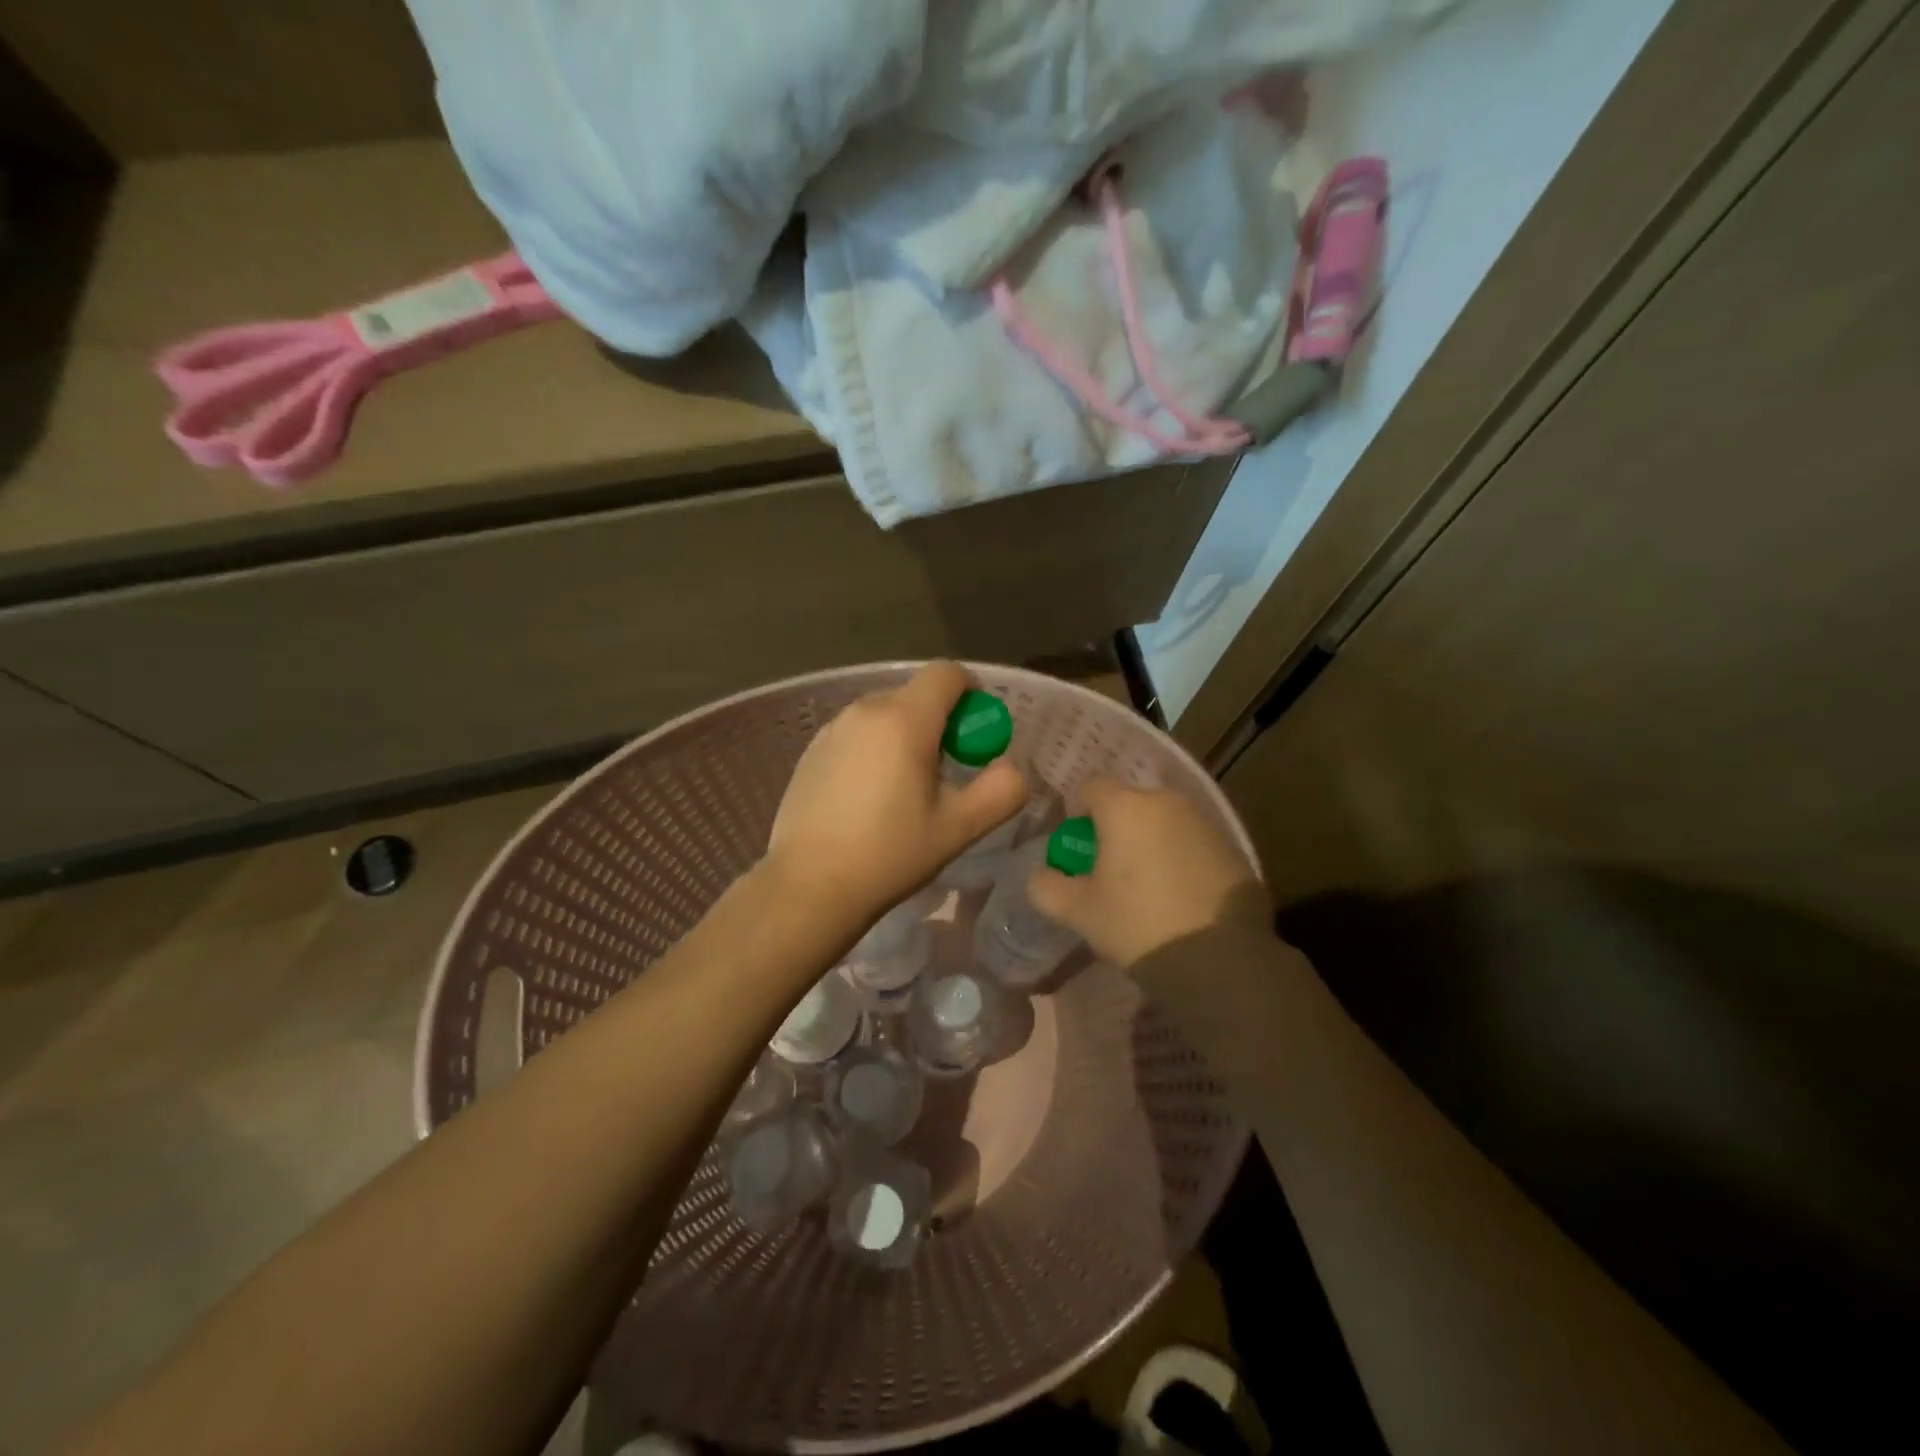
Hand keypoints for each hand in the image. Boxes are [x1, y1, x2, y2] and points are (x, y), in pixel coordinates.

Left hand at [765, 662, 1027, 933]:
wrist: (809, 886)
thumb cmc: (889, 854)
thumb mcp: (959, 828)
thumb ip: (1001, 791)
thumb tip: (1011, 767)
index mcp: (905, 719)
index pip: (947, 673)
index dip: (971, 693)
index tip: (976, 733)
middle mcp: (865, 710)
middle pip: (916, 694)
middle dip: (940, 721)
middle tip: (947, 771)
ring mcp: (832, 728)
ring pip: (885, 714)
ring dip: (906, 735)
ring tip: (905, 789)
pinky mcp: (811, 750)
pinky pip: (857, 734)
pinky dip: (874, 749)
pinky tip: (868, 798)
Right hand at [1029, 777, 1264, 967]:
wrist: (1220, 960)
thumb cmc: (1138, 925)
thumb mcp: (1079, 912)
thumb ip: (1047, 887)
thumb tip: (1040, 875)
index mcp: (1125, 808)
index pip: (1091, 786)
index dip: (1078, 810)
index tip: (1077, 844)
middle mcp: (1166, 802)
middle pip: (1131, 802)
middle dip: (1116, 826)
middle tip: (1109, 867)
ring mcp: (1205, 822)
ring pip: (1164, 821)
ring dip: (1151, 840)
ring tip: (1147, 884)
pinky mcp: (1233, 847)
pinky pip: (1193, 841)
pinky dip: (1181, 857)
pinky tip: (1180, 895)